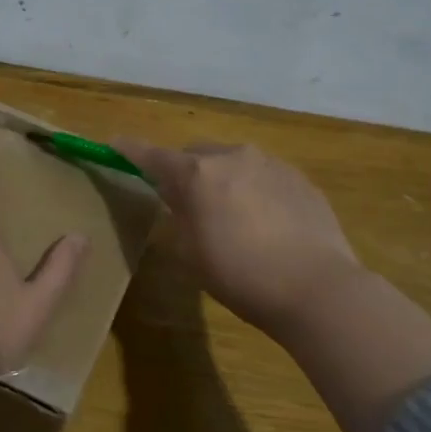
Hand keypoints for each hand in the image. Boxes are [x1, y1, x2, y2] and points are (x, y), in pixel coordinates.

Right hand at [113, 138, 363, 340]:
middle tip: (184, 202)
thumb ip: (179, 216)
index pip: (152, 156)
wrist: (317, 287)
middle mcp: (232, 156)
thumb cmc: (241, 276)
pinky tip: (264, 222)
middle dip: (184, 172)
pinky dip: (252, 189)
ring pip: (232, 162)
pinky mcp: (299, 178)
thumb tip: (179, 198)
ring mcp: (270, 163)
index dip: (129, 151)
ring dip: (221, 179)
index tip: (113, 144)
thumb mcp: (191, 252)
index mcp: (197, 174)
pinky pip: (262, 175)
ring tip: (230, 215)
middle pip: (195, 155)